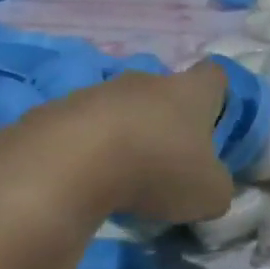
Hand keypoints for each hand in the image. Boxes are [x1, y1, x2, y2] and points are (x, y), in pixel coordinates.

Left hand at [0, 62, 234, 225]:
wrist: (65, 167)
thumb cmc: (156, 170)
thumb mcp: (209, 193)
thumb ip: (217, 185)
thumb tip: (211, 184)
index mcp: (190, 92)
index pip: (214, 74)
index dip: (217, 95)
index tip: (213, 121)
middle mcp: (144, 81)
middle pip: (163, 91)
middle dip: (166, 120)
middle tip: (169, 160)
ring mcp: (94, 93)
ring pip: (119, 109)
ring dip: (124, 134)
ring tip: (121, 177)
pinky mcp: (51, 112)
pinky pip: (78, 128)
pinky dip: (84, 150)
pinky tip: (82, 181)